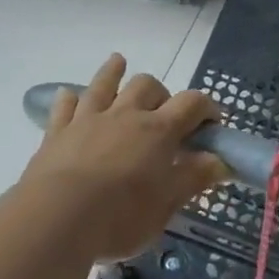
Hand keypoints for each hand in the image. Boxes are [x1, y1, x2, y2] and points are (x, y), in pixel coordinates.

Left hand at [18, 54, 224, 262]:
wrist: (58, 216)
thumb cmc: (120, 216)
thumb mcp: (166, 204)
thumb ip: (193, 178)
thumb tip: (220, 161)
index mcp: (158, 131)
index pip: (191, 103)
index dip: (206, 107)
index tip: (212, 122)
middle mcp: (125, 114)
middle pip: (147, 85)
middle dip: (160, 92)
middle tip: (163, 113)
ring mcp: (88, 119)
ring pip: (104, 84)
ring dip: (113, 72)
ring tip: (118, 62)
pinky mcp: (58, 131)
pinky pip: (65, 105)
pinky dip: (70, 99)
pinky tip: (70, 96)